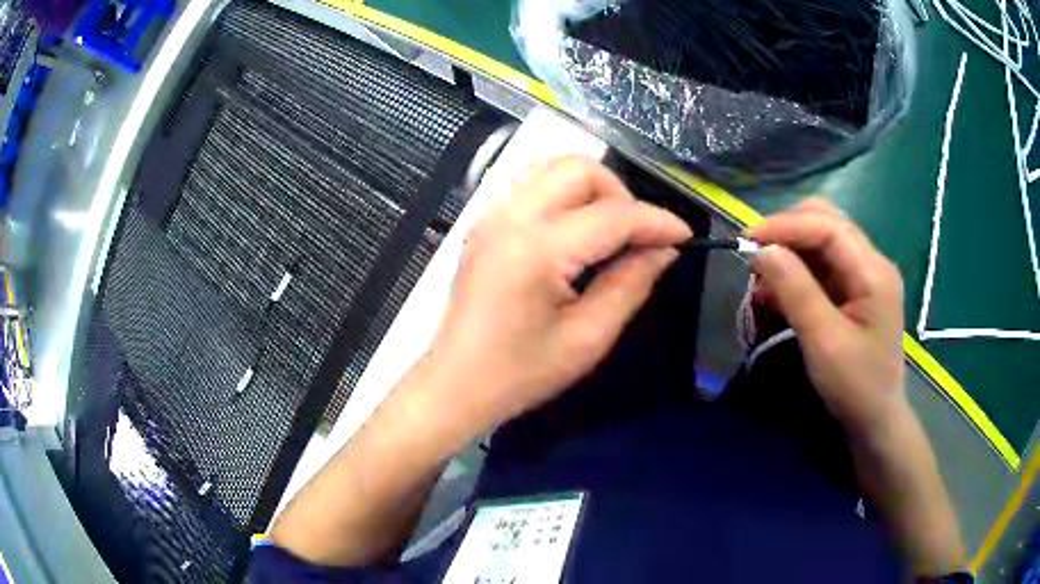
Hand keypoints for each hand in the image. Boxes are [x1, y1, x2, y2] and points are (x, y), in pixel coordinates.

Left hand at [424, 156, 690, 431]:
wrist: (455, 384)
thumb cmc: (520, 373)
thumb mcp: (587, 338)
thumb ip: (631, 284)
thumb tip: (664, 250)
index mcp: (538, 248)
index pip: (613, 215)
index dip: (656, 221)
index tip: (684, 235)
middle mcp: (511, 216)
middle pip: (580, 168)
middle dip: (621, 194)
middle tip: (638, 236)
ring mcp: (491, 214)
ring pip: (553, 166)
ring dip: (591, 187)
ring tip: (610, 229)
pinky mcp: (484, 223)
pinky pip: (531, 184)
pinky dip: (563, 192)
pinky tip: (575, 228)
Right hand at [750, 199, 905, 437]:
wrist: (875, 420)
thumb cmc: (855, 386)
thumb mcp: (824, 342)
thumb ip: (796, 291)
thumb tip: (762, 250)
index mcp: (873, 271)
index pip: (827, 225)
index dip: (786, 225)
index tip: (748, 240)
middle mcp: (871, 262)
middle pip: (826, 222)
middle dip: (788, 233)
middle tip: (756, 258)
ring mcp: (864, 275)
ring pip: (821, 241)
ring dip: (789, 252)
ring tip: (762, 281)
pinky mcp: (855, 290)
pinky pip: (822, 266)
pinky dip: (796, 272)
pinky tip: (777, 293)